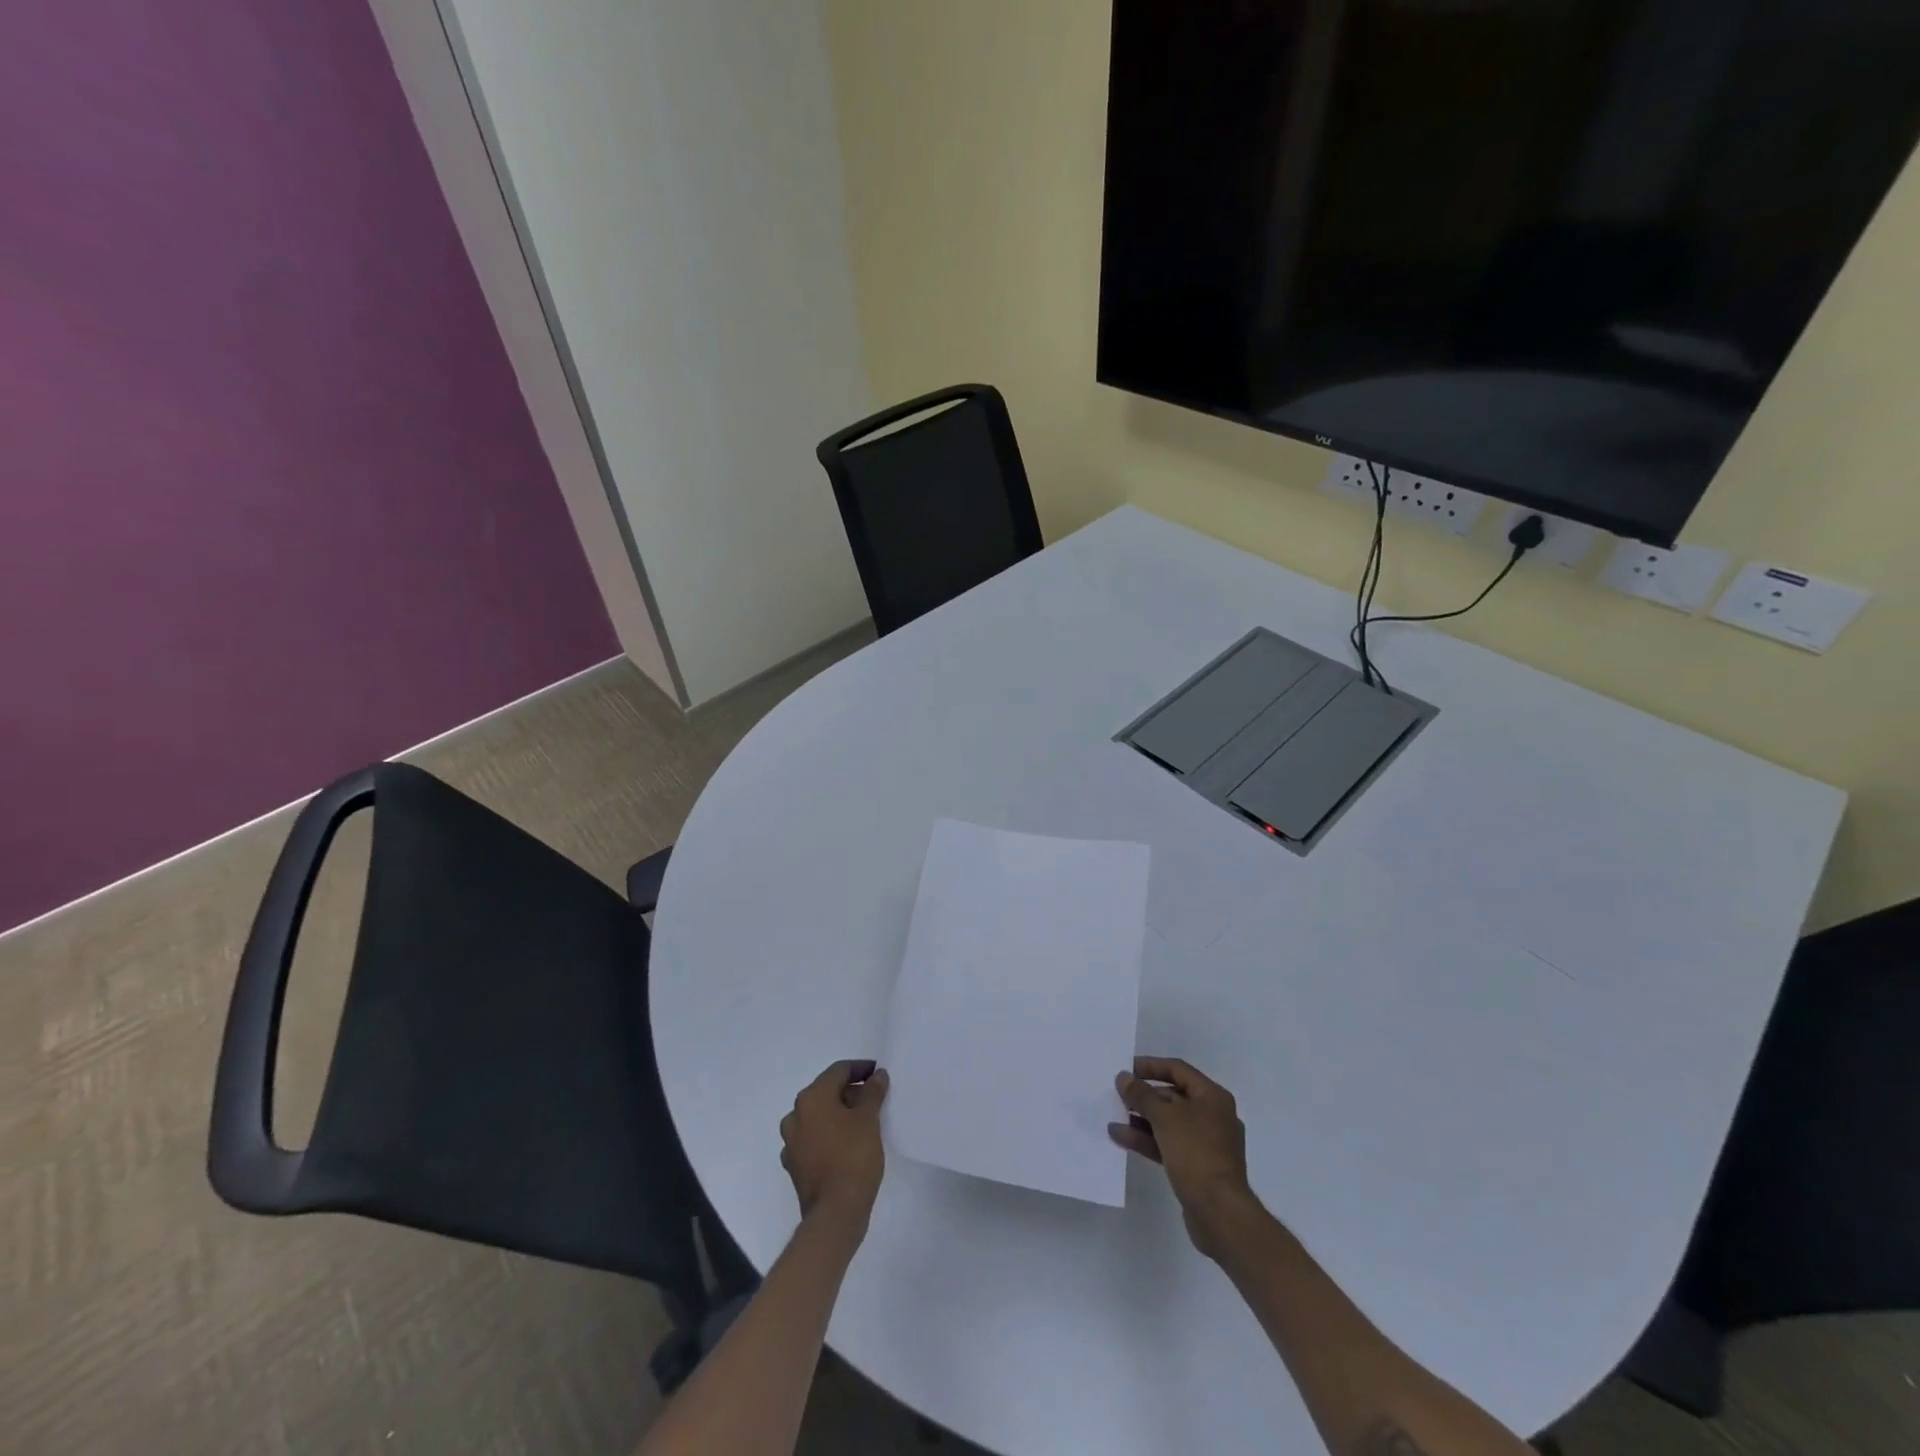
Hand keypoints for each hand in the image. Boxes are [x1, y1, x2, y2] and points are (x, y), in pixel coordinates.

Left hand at [779, 1059, 889, 1229]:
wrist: (835, 1213)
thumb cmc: (853, 1157)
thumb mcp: (869, 1119)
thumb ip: (872, 1092)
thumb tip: (876, 1076)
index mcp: (811, 1098)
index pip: (838, 1071)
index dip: (860, 1069)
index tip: (878, 1074)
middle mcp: (795, 1115)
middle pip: (826, 1092)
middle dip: (850, 1092)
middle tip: (874, 1100)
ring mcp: (791, 1142)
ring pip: (818, 1116)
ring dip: (838, 1114)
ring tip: (863, 1122)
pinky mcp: (795, 1165)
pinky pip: (813, 1139)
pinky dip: (829, 1135)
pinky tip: (845, 1145)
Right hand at [1109, 1056, 1257, 1259]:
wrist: (1219, 1213)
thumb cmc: (1196, 1153)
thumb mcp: (1164, 1118)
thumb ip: (1141, 1095)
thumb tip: (1124, 1077)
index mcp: (1212, 1097)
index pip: (1178, 1070)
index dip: (1151, 1066)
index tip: (1126, 1068)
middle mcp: (1212, 1116)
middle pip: (1173, 1096)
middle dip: (1144, 1096)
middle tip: (1118, 1094)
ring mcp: (1206, 1143)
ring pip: (1168, 1123)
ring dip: (1141, 1119)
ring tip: (1113, 1116)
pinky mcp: (1197, 1167)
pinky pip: (1168, 1144)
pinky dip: (1147, 1139)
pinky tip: (1121, 1137)